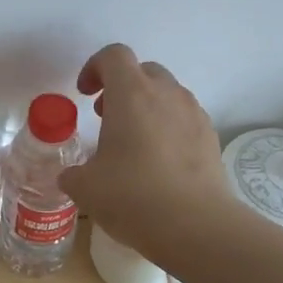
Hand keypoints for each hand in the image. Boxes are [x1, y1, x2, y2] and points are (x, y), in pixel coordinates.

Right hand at [58, 44, 228, 257]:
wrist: (197, 226)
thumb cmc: (133, 196)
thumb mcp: (86, 187)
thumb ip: (73, 173)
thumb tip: (71, 176)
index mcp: (131, 94)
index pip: (114, 56)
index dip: (94, 68)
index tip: (84, 94)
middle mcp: (166, 94)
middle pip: (144, 70)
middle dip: (122, 87)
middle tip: (106, 117)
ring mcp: (194, 114)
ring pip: (168, 94)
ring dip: (147, 107)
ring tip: (132, 143)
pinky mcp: (211, 138)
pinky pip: (185, 119)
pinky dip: (168, 128)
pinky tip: (159, 163)